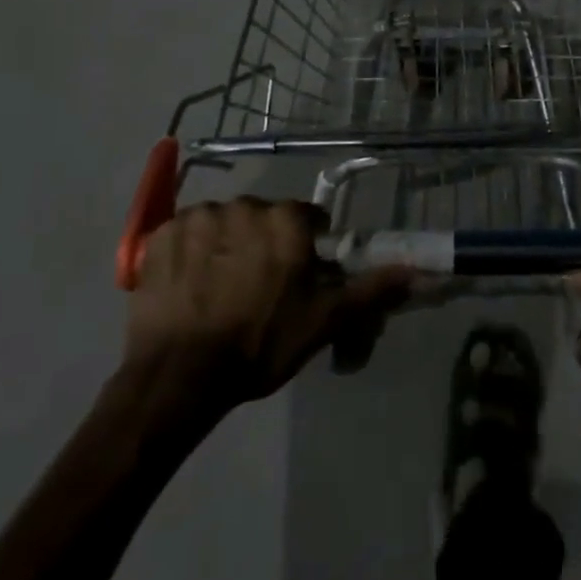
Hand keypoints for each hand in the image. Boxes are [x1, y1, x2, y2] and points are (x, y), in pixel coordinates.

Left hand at [124, 198, 409, 405]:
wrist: (179, 375)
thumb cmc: (259, 345)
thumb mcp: (323, 322)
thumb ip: (371, 289)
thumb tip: (418, 270)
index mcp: (286, 220)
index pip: (307, 218)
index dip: (306, 247)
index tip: (297, 278)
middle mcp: (245, 204)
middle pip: (263, 218)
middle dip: (264, 243)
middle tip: (256, 288)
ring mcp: (200, 216)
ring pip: (223, 223)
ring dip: (225, 245)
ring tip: (217, 290)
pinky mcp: (162, 233)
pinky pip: (185, 233)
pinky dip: (188, 252)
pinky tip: (187, 286)